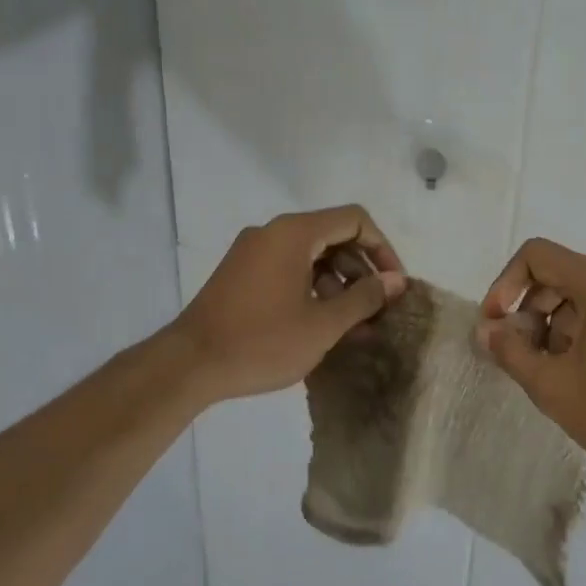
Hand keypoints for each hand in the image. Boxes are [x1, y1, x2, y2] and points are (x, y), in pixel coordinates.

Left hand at [175, 206, 406, 403]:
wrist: (189, 365)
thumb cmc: (262, 341)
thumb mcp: (323, 324)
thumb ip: (364, 298)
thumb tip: (396, 281)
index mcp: (293, 233)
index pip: (354, 220)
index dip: (382, 248)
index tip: (394, 284)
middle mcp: (272, 233)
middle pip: (333, 236)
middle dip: (361, 270)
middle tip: (378, 309)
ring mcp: (253, 253)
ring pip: (311, 256)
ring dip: (339, 284)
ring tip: (356, 325)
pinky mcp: (241, 274)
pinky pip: (289, 270)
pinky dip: (313, 290)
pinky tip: (324, 325)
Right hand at [476, 238, 585, 481]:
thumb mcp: (552, 385)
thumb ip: (510, 351)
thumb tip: (485, 330)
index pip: (538, 256)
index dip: (506, 284)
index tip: (497, 324)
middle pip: (559, 274)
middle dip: (529, 310)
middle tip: (520, 354)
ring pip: (579, 293)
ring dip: (552, 324)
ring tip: (550, 370)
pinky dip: (578, 329)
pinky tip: (575, 370)